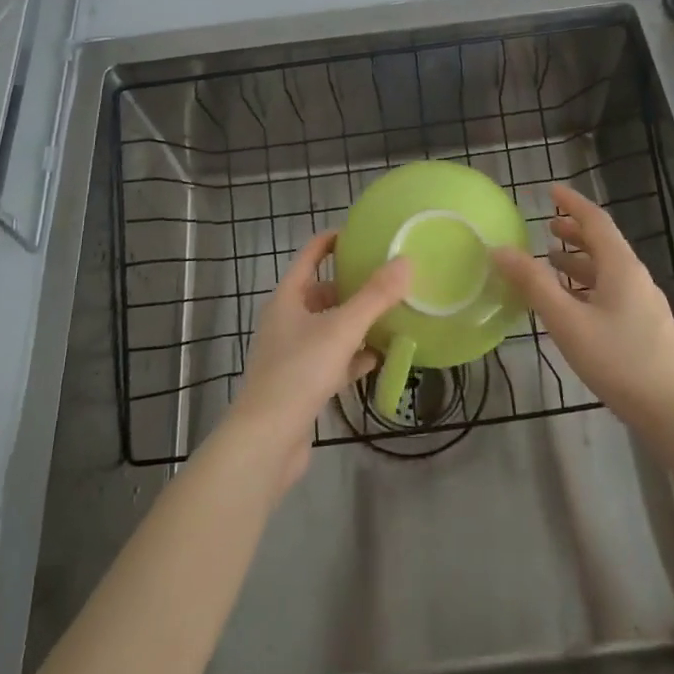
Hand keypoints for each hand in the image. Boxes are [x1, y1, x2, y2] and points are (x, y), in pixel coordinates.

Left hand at [223, 230, 411, 493]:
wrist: (267, 439)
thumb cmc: (299, 372)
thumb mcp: (342, 328)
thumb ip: (375, 296)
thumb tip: (405, 261)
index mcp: (288, 298)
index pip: (311, 255)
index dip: (334, 241)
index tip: (364, 234)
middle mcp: (287, 320)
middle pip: (323, 292)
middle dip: (353, 285)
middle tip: (389, 278)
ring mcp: (293, 353)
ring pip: (330, 327)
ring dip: (357, 321)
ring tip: (392, 314)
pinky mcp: (303, 384)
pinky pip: (333, 359)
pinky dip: (354, 356)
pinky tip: (378, 357)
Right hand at [492, 183, 673, 431]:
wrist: (672, 411)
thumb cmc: (617, 360)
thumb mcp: (567, 321)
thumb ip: (533, 283)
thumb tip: (501, 249)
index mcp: (621, 266)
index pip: (596, 221)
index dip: (572, 203)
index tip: (551, 191)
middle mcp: (636, 277)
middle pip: (604, 244)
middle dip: (575, 232)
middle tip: (546, 228)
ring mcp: (644, 303)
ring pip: (608, 270)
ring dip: (579, 261)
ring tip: (552, 264)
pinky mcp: (645, 327)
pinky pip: (612, 291)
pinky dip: (588, 285)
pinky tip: (573, 305)